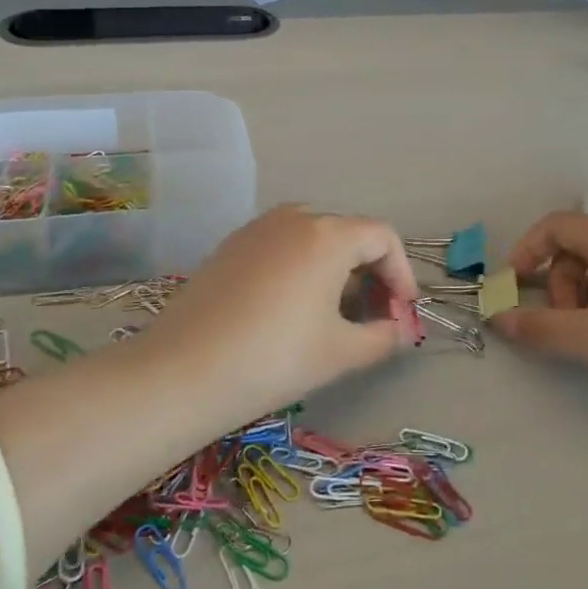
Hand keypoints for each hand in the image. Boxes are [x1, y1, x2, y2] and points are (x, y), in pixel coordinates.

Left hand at [143, 205, 420, 399]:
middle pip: (348, 234)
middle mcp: (294, 218)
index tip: (402, 312)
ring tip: (334, 312)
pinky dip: (301, 267)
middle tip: (373, 316)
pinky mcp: (230, 246)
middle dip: (370, 272)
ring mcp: (257, 229)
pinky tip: (291, 307)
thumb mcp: (341, 352)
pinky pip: (281, 245)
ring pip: (313, 238)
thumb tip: (396, 329)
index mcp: (328, 235)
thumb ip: (383, 336)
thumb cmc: (276, 358)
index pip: (383, 237)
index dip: (401, 272)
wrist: (185, 370)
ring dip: (335, 268)